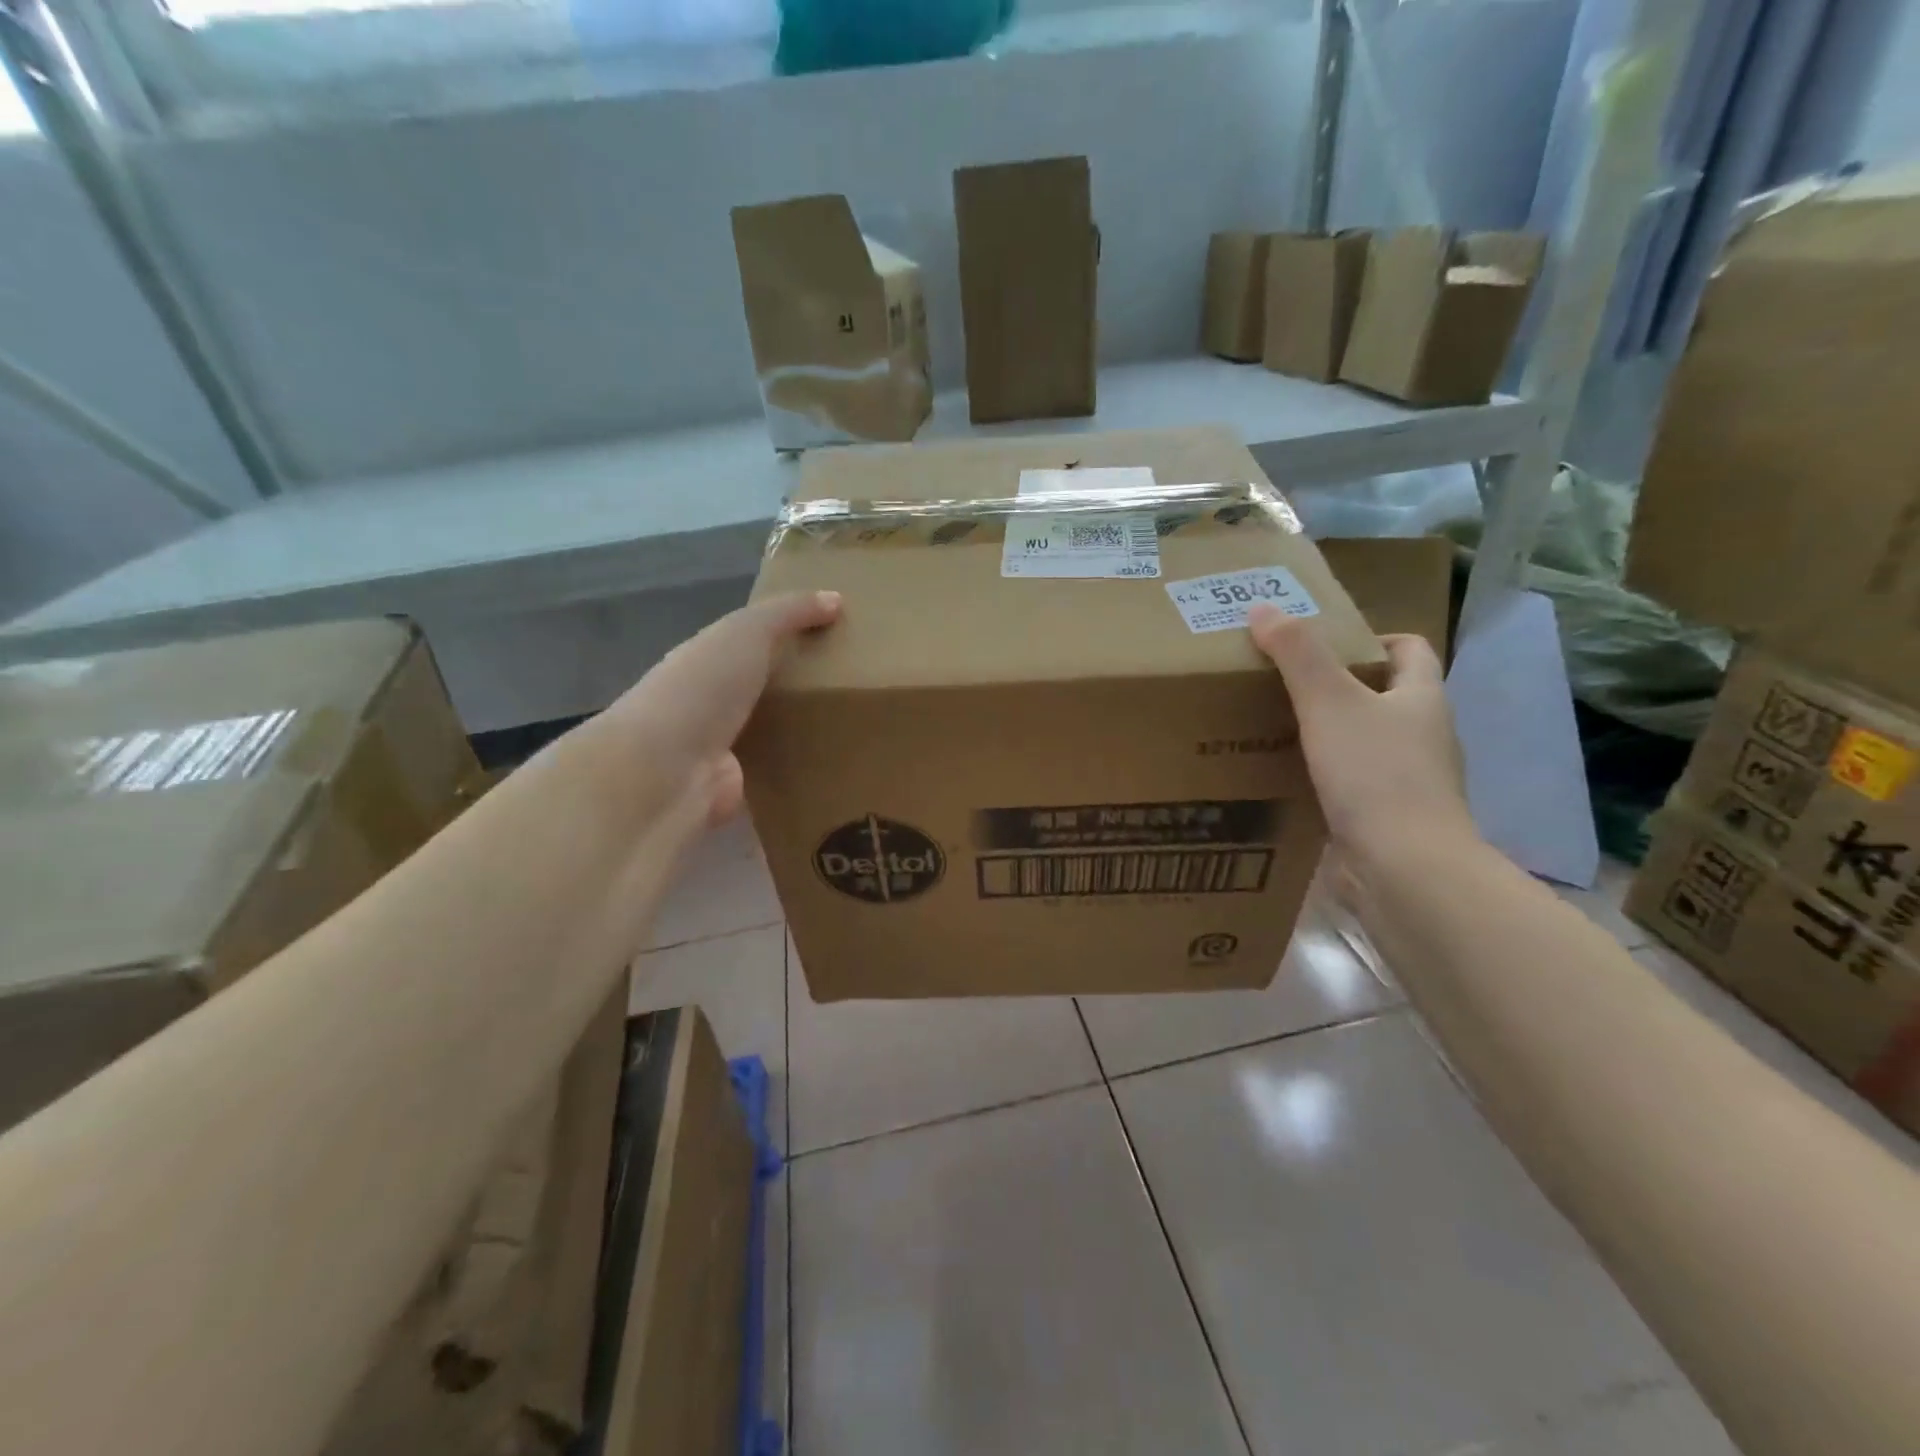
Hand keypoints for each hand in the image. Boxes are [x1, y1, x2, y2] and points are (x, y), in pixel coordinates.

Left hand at [592, 590, 841, 822]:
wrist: (667, 770)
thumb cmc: (703, 688)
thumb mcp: (747, 632)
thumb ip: (789, 613)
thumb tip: (836, 598)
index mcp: (708, 660)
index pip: (751, 643)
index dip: (788, 635)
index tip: (836, 635)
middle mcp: (713, 703)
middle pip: (765, 688)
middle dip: (803, 686)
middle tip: (859, 684)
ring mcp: (725, 748)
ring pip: (774, 732)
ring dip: (806, 731)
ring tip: (859, 726)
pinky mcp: (741, 787)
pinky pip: (779, 774)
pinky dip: (802, 771)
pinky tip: (839, 766)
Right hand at [1248, 605, 1475, 865]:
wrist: (1404, 869)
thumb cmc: (1374, 774)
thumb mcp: (1329, 703)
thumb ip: (1297, 654)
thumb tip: (1262, 608)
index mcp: (1422, 698)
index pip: (1410, 650)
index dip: (1373, 638)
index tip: (1324, 644)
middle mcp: (1424, 736)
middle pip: (1384, 696)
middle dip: (1339, 687)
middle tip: (1282, 685)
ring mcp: (1409, 781)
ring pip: (1366, 743)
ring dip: (1329, 735)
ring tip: (1274, 730)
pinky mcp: (1389, 819)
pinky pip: (1354, 784)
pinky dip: (1324, 777)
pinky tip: (1286, 780)